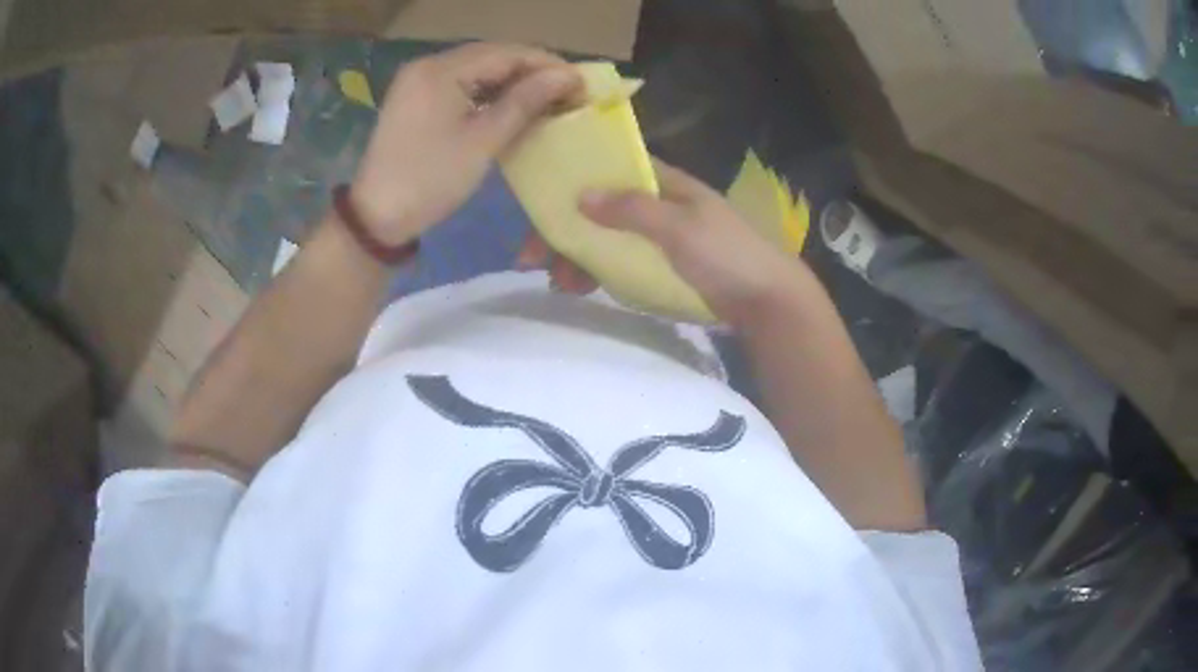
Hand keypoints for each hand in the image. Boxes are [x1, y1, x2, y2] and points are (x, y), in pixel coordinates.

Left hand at [351, 43, 582, 244]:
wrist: (376, 217)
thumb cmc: (430, 180)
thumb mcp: (482, 141)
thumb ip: (525, 102)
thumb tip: (567, 76)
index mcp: (441, 70)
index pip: (506, 53)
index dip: (547, 65)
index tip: (581, 84)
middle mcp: (428, 65)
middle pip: (491, 56)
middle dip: (531, 71)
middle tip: (567, 94)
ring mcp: (419, 81)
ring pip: (477, 69)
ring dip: (512, 82)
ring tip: (545, 101)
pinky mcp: (416, 98)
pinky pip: (461, 84)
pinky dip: (488, 92)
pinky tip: (510, 106)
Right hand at [522, 158, 808, 326]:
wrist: (767, 301)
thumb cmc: (727, 255)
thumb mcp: (680, 228)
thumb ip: (633, 210)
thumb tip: (580, 194)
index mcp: (665, 184)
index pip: (611, 172)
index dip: (574, 183)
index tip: (540, 205)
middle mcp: (658, 204)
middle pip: (599, 208)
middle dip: (565, 229)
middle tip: (532, 259)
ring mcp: (659, 237)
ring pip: (605, 237)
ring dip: (576, 255)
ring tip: (557, 282)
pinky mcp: (662, 265)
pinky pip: (618, 261)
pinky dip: (596, 271)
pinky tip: (579, 286)